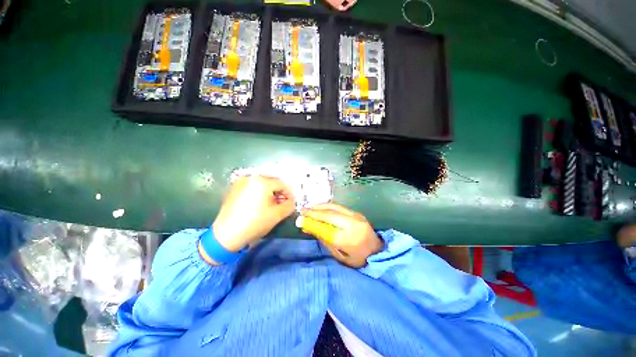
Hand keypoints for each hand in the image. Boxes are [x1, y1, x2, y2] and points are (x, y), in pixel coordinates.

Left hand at [213, 176, 294, 251]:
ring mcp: (241, 182)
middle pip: (272, 182)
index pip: (282, 184)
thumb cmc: (255, 223)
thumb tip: (291, 201)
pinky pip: (252, 187)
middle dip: (279, 193)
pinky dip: (258, 193)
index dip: (289, 194)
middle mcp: (251, 177)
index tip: (291, 203)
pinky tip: (259, 204)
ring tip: (271, 205)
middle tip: (282, 204)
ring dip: (269, 193)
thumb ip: (290, 205)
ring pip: (261, 185)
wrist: (226, 235)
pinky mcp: (234, 188)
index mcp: (262, 181)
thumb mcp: (277, 215)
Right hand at [299, 203, 382, 267]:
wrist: (378, 251)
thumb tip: (309, 227)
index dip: (311, 223)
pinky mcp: (356, 213)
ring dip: (320, 206)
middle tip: (302, 211)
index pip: (325, 228)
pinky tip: (320, 207)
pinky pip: (339, 207)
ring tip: (309, 208)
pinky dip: (327, 206)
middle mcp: (352, 224)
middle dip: (314, 211)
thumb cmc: (358, 259)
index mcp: (348, 239)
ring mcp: (356, 216)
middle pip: (329, 214)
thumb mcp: (339, 255)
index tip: (299, 220)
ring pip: (334, 207)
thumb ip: (325, 240)